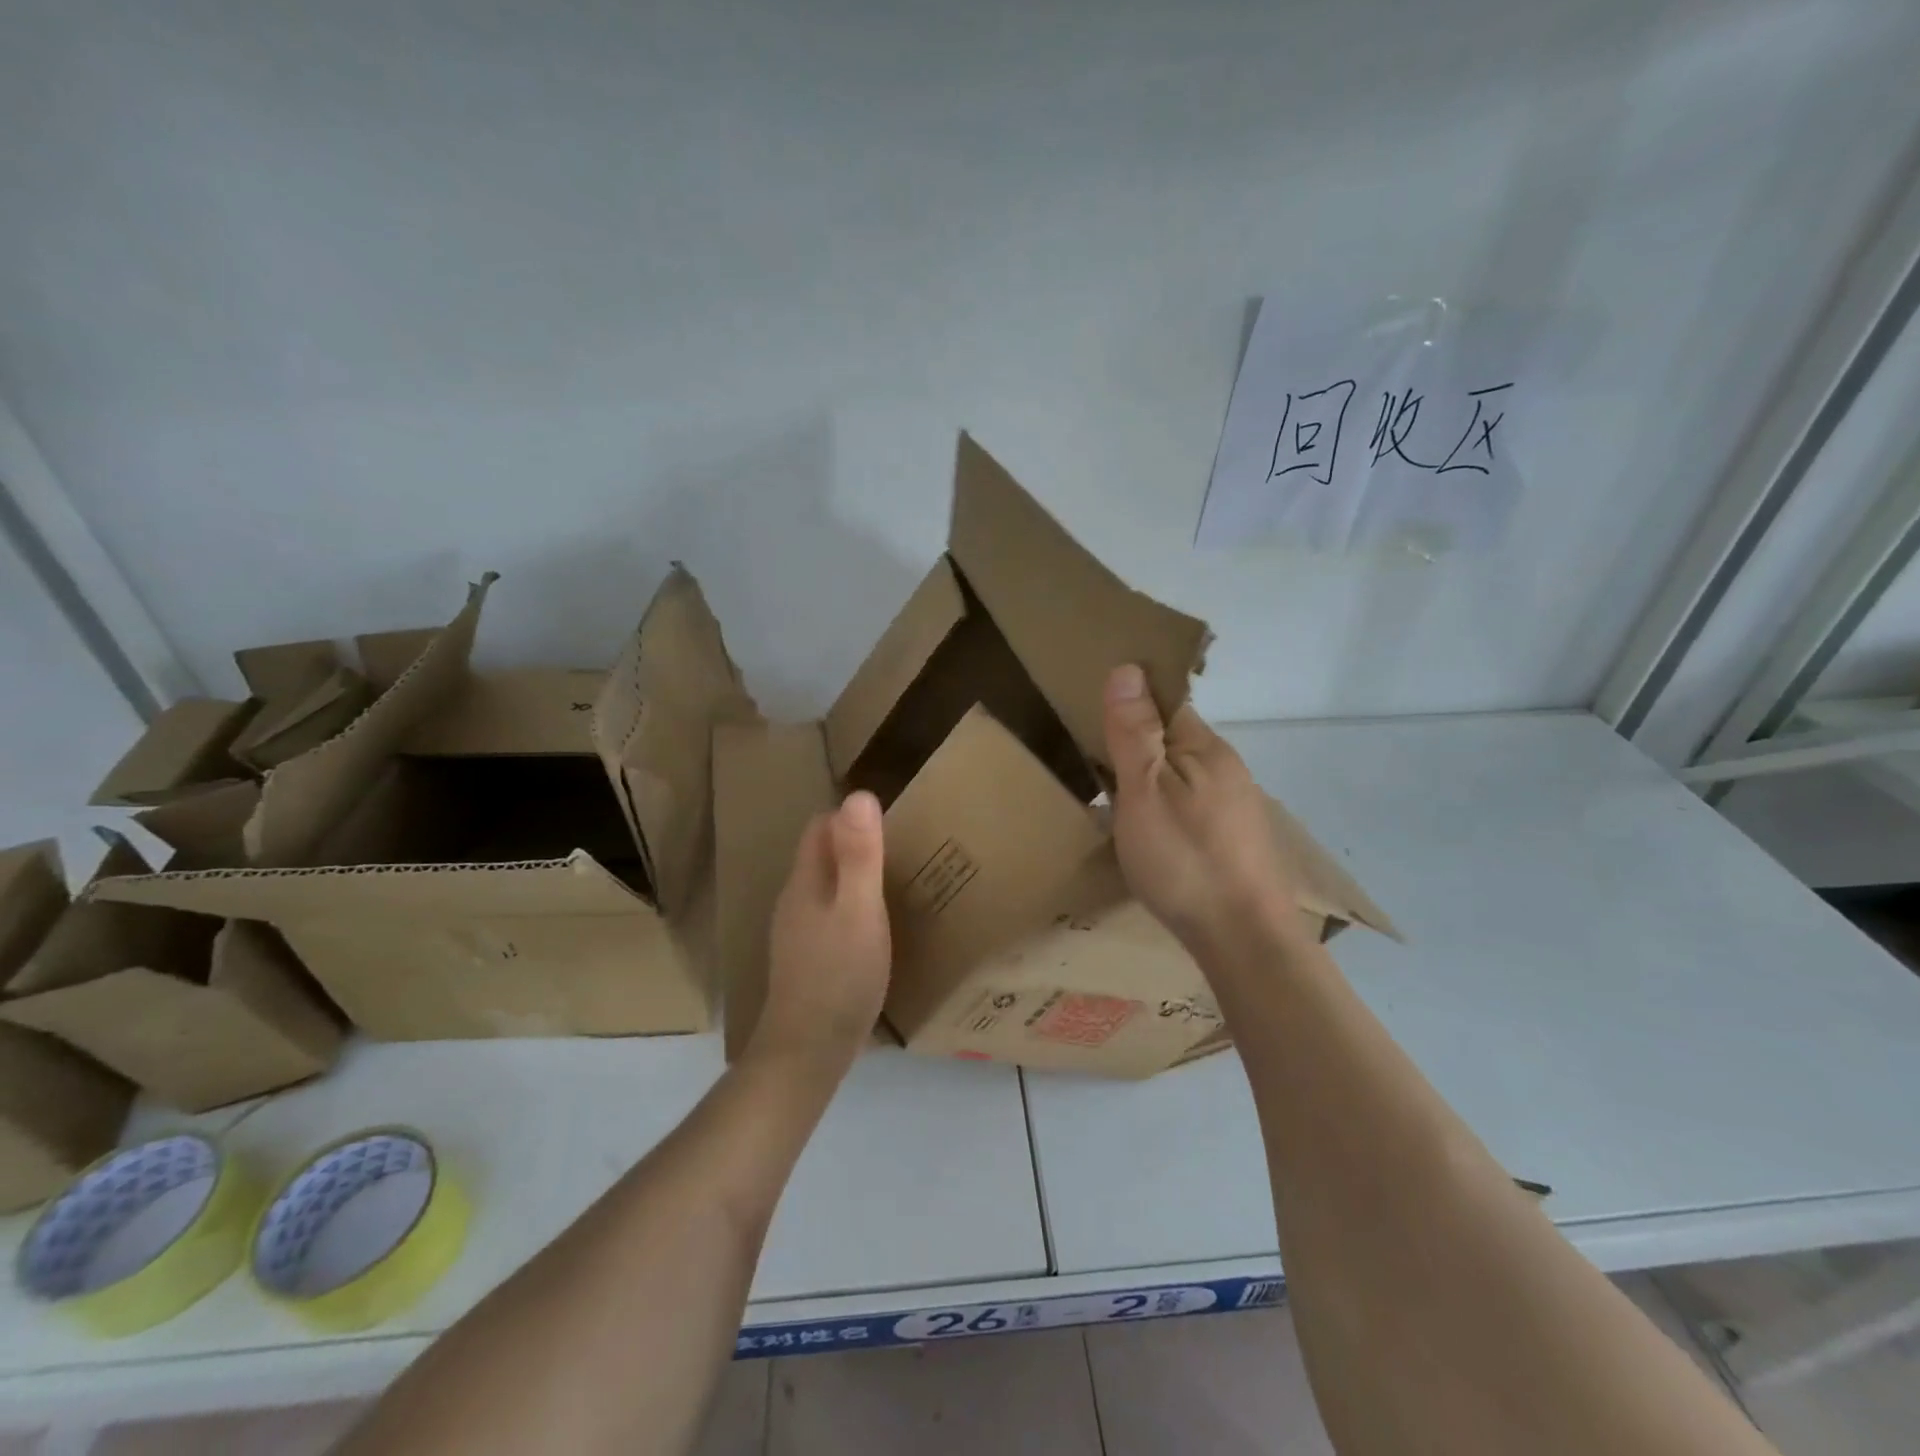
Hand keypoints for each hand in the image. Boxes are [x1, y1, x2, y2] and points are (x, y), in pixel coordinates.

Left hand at [750, 791, 891, 1070]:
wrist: (807, 1051)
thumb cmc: (839, 975)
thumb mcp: (859, 910)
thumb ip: (859, 855)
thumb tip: (859, 795)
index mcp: (805, 882)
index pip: (820, 827)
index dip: (849, 815)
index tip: (890, 818)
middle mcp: (795, 901)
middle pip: (821, 856)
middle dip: (855, 844)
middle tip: (901, 848)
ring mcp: (797, 934)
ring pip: (826, 888)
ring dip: (855, 878)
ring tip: (895, 884)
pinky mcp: (807, 961)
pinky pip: (830, 917)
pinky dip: (852, 910)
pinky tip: (876, 929)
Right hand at [1103, 664, 1301, 956]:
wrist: (1244, 940)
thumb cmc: (1185, 860)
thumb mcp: (1144, 791)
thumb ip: (1134, 733)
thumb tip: (1127, 668)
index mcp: (1205, 748)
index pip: (1164, 703)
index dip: (1129, 706)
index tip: (1092, 725)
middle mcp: (1227, 769)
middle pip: (1173, 741)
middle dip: (1136, 747)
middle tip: (1093, 770)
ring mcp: (1236, 807)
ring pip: (1182, 777)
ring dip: (1151, 781)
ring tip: (1114, 806)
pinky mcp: (1236, 841)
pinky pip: (1192, 807)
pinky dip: (1166, 810)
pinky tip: (1150, 837)